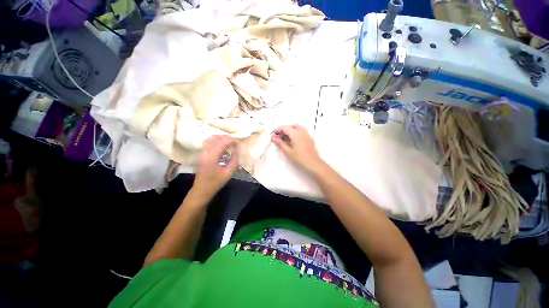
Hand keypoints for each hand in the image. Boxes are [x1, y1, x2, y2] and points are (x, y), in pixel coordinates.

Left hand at [193, 135, 238, 197]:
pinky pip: (208, 142)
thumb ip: (234, 159)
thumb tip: (237, 149)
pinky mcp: (201, 154)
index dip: (230, 140)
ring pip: (210, 139)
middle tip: (234, 141)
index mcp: (212, 157)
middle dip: (226, 137)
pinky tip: (222, 145)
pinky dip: (215, 141)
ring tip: (229, 141)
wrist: (202, 189)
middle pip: (215, 138)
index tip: (238, 141)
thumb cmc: (216, 182)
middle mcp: (205, 152)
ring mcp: (202, 153)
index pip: (222, 143)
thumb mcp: (229, 172)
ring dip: (220, 138)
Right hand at [271, 124, 324, 174]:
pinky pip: (301, 131)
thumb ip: (280, 143)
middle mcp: (302, 131)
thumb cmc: (299, 158)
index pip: (284, 127)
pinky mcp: (309, 138)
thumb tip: (273, 137)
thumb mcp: (287, 151)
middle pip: (291, 126)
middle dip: (284, 129)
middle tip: (279, 137)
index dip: (277, 130)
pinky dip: (295, 133)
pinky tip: (293, 141)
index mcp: (295, 133)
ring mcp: (307, 134)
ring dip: (290, 130)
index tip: (272, 135)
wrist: (314, 164)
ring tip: (285, 139)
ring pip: (297, 128)